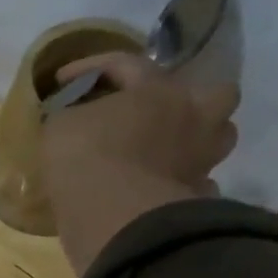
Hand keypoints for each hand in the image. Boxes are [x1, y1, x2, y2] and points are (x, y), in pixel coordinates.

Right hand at [43, 52, 241, 273]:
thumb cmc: (85, 158)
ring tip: (168, 152)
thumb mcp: (60, 126)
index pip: (127, 64)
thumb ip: (72, 114)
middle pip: (214, 93)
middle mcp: (192, 117)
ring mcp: (201, 158)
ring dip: (195, 141)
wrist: (111, 214)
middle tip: (160, 112)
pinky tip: (163, 190)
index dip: (91, 67)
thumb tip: (76, 117)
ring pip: (217, 138)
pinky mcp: (196, 196)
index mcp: (157, 90)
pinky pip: (199, 183)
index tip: (61, 80)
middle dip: (190, 100)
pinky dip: (184, 184)